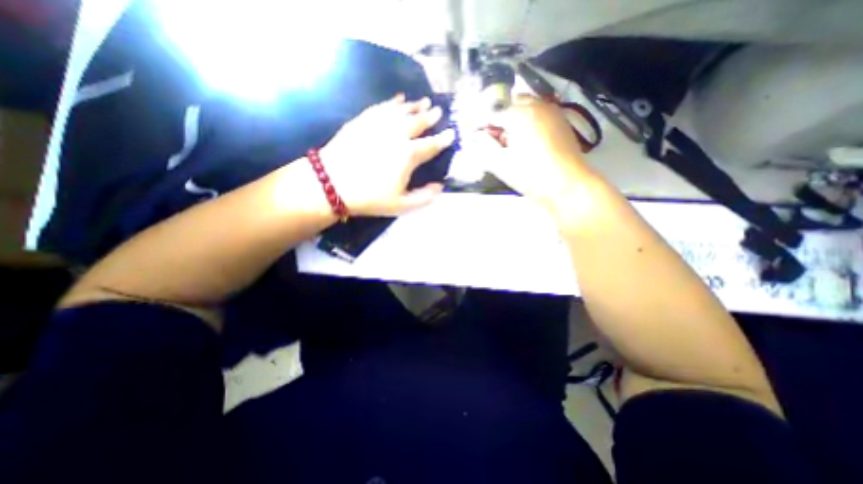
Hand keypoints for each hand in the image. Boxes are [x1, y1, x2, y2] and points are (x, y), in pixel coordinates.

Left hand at [316, 94, 451, 214]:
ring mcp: (379, 124)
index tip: (451, 134)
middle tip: (438, 111)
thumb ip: (424, 197)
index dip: (443, 140)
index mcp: (408, 155)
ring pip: (402, 111)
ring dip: (415, 106)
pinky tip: (399, 99)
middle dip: (430, 117)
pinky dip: (393, 102)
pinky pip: (382, 107)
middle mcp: (397, 134)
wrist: (331, 183)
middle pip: (418, 122)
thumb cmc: (369, 197)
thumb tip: (440, 187)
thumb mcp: (401, 205)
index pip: (431, 145)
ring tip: (423, 101)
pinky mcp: (363, 120)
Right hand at [471, 95, 600, 204]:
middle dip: (498, 116)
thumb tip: (477, 137)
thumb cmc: (531, 175)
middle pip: (510, 102)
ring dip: (513, 117)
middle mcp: (537, 105)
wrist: (567, 185)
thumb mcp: (501, 164)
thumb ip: (485, 147)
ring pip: (526, 106)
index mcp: (520, 113)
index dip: (480, 121)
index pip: (492, 111)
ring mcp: (551, 112)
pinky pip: (538, 114)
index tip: (472, 131)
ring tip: (508, 139)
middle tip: (491, 136)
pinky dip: (527, 121)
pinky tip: (525, 140)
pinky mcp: (560, 122)